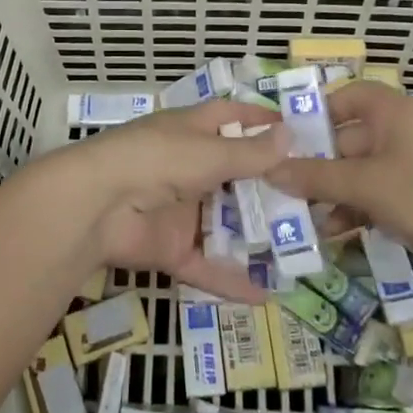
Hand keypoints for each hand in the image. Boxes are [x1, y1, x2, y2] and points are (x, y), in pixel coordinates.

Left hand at [31, 101, 287, 301]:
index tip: (295, 128)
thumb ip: (250, 152)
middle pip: (234, 174)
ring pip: (225, 222)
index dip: (258, 119)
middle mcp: (187, 166)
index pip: (229, 118)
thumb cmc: (157, 160)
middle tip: (315, 199)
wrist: (98, 205)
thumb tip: (290, 134)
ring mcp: (179, 209)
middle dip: (268, 186)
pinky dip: (232, 280)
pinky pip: (207, 265)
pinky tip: (267, 295)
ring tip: (303, 249)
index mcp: (190, 131)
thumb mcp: (209, 153)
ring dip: (256, 234)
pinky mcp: (171, 248)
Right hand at [265, 81, 412, 262]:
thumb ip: (315, 177)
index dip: (313, 116)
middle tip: (281, 186)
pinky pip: (379, 193)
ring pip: (361, 171)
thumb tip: (270, 170)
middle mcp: (401, 129)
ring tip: (302, 216)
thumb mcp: (364, 184)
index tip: (284, 140)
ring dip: (333, 192)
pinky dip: (358, 207)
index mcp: (390, 110)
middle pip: (347, 138)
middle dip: (316, 165)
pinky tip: (336, 231)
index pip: (343, 98)